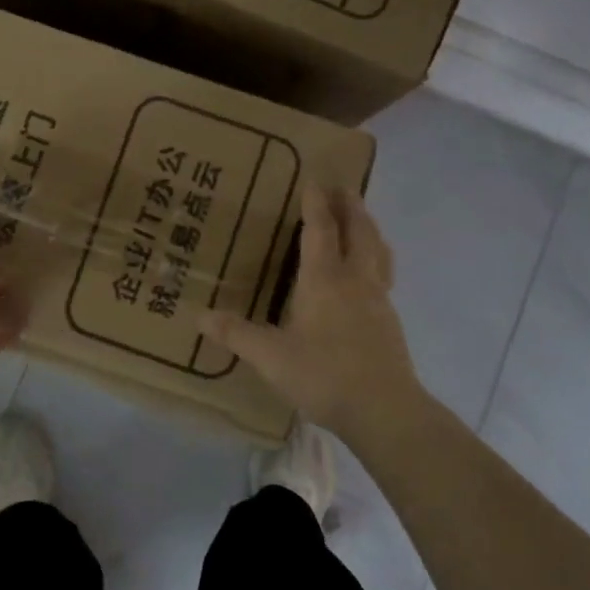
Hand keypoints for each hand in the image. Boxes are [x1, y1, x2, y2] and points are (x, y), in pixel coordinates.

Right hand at [198, 185, 421, 439]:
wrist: (385, 410)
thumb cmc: (324, 374)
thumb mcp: (270, 356)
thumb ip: (236, 334)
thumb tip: (199, 316)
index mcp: (325, 279)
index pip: (321, 229)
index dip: (316, 203)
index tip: (315, 178)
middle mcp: (356, 280)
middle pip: (359, 231)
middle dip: (351, 206)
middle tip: (344, 187)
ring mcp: (378, 299)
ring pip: (378, 250)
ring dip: (369, 228)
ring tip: (362, 220)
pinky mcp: (390, 321)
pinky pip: (384, 274)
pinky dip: (376, 259)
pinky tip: (369, 276)